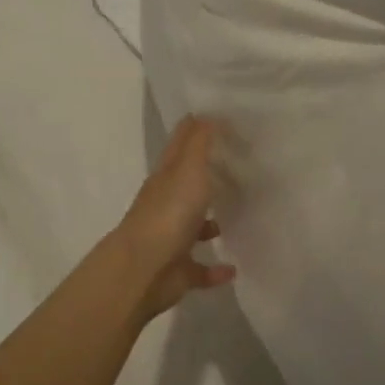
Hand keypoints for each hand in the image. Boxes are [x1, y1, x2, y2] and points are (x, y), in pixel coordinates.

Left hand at [112, 117, 236, 319]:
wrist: (143, 270)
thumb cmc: (168, 213)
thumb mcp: (188, 169)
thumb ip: (199, 142)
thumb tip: (207, 113)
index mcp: (166, 178)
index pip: (180, 146)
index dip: (196, 130)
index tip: (221, 120)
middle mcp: (167, 205)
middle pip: (188, 186)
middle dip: (208, 177)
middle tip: (240, 167)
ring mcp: (171, 239)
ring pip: (193, 227)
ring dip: (211, 224)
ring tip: (239, 217)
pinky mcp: (179, 271)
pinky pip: (200, 269)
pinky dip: (215, 269)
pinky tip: (234, 268)